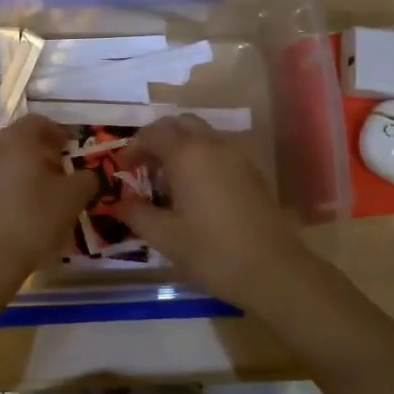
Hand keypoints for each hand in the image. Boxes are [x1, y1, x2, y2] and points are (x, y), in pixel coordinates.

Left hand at [0, 115, 97, 310]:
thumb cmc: (32, 220)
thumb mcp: (73, 198)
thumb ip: (87, 179)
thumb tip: (89, 175)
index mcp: (16, 139)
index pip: (40, 122)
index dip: (61, 134)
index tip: (74, 152)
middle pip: (19, 141)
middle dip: (42, 154)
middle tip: (61, 176)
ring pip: (3, 163)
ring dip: (23, 173)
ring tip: (41, 198)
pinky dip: (6, 191)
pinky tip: (18, 214)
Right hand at [112, 115, 334, 314]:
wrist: (273, 269)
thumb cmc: (212, 252)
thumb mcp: (164, 237)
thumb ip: (136, 214)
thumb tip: (120, 202)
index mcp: (187, 154)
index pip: (153, 133)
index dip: (133, 148)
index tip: (122, 169)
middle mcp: (212, 144)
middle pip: (179, 124)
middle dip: (158, 139)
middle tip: (144, 167)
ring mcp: (236, 155)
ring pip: (202, 134)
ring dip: (180, 146)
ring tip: (168, 179)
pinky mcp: (251, 170)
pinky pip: (218, 149)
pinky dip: (200, 156)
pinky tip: (195, 189)